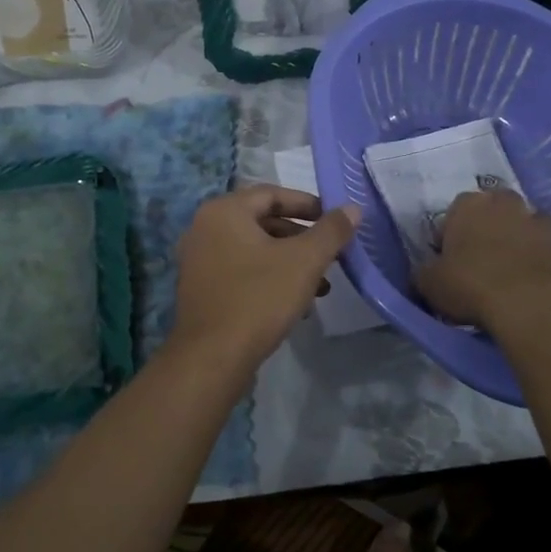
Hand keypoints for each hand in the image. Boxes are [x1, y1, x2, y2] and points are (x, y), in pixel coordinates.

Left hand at [170, 185, 359, 372]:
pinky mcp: (200, 288)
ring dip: (289, 262)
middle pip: (262, 221)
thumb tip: (352, 208)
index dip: (307, 204)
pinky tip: (296, 304)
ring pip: (253, 249)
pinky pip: (240, 271)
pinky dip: (268, 278)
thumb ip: (331, 231)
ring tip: (321, 286)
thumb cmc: (259, 298)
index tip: (335, 220)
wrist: (212, 358)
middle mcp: (204, 228)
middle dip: (301, 238)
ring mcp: (198, 259)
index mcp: (224, 211)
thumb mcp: (304, 261)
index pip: (272, 194)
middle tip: (330, 254)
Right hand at [414, 189, 550, 331]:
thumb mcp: (430, 283)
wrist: (534, 306)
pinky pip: (547, 250)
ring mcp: (540, 224)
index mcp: (469, 205)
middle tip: (480, 259)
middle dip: (488, 227)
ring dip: (518, 240)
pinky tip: (531, 285)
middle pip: (494, 210)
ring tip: (509, 271)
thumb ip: (424, 272)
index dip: (449, 236)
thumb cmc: (472, 286)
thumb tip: (426, 272)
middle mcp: (506, 204)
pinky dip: (540, 261)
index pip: (454, 212)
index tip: (448, 260)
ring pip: (524, 226)